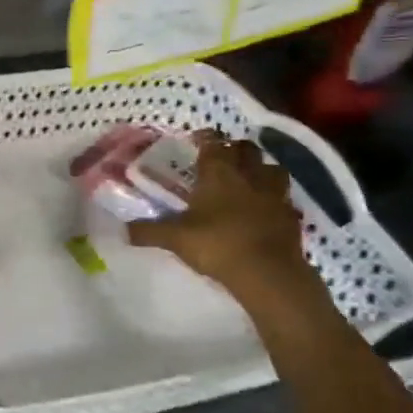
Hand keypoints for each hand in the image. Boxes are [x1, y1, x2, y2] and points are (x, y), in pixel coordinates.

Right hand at [128, 134, 313, 301]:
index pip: (212, 143)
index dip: (205, 138)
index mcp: (218, 173)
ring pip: (272, 169)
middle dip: (235, 148)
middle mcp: (248, 176)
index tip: (196, 139)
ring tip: (249, 178)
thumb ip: (148, 231)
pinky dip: (274, 198)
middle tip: (222, 157)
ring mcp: (274, 195)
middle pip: (246, 149)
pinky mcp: (291, 217)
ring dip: (261, 169)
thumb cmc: (217, 245)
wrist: (269, 274)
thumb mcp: (175, 239)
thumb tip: (121, 230)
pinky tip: (265, 208)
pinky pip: (283, 198)